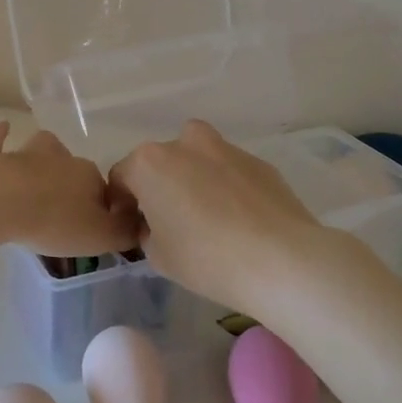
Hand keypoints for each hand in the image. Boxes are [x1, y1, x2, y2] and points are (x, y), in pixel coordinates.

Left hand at [0, 122, 141, 256]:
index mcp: (89, 175)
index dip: (102, 208)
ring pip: (42, 149)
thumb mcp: (100, 236)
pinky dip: (0, 135)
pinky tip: (3, 126)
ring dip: (44, 158)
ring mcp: (25, 154)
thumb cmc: (53, 221)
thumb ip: (124, 232)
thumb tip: (140, 225)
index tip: (94, 228)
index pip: (104, 190)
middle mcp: (61, 158)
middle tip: (66, 212)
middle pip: (75, 169)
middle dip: (74, 185)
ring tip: (41, 173)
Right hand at [108, 121, 329, 313]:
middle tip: (170, 221)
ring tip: (207, 216)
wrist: (280, 259)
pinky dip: (227, 186)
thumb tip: (155, 222)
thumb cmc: (205, 258)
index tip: (133, 228)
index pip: (121, 177)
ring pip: (197, 158)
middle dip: (159, 186)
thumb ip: (147, 231)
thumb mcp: (157, 256)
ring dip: (194, 178)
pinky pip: (229, 171)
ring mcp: (225, 148)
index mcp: (150, 163)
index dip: (122, 204)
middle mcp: (184, 144)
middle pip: (160, 162)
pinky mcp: (258, 162)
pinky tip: (239, 219)